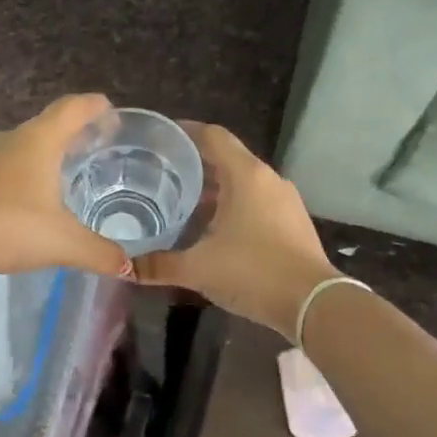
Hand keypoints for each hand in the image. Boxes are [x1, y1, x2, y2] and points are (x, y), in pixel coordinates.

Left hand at [0, 95, 133, 282]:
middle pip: (49, 125)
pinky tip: (31, 200)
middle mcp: (12, 140)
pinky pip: (6, 167)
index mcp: (39, 141)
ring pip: (24, 147)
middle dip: (75, 134)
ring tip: (67, 174)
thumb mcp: (63, 243)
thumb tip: (127, 265)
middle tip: (97, 148)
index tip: (112, 113)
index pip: (73, 109)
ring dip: (47, 155)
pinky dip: (25, 174)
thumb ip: (99, 252)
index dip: (95, 107)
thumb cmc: (8, 226)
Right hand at [132, 123, 336, 337]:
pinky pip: (255, 203)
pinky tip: (211, 230)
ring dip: (213, 190)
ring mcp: (284, 201)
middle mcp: (267, 179)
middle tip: (158, 176)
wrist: (312, 303)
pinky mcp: (292, 223)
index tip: (157, 139)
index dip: (183, 132)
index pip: (212, 136)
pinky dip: (231, 207)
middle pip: (226, 159)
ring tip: (180, 204)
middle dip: (193, 166)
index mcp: (245, 175)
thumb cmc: (253, 272)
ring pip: (242, 184)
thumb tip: (124, 267)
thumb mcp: (198, 268)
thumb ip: (158, 265)